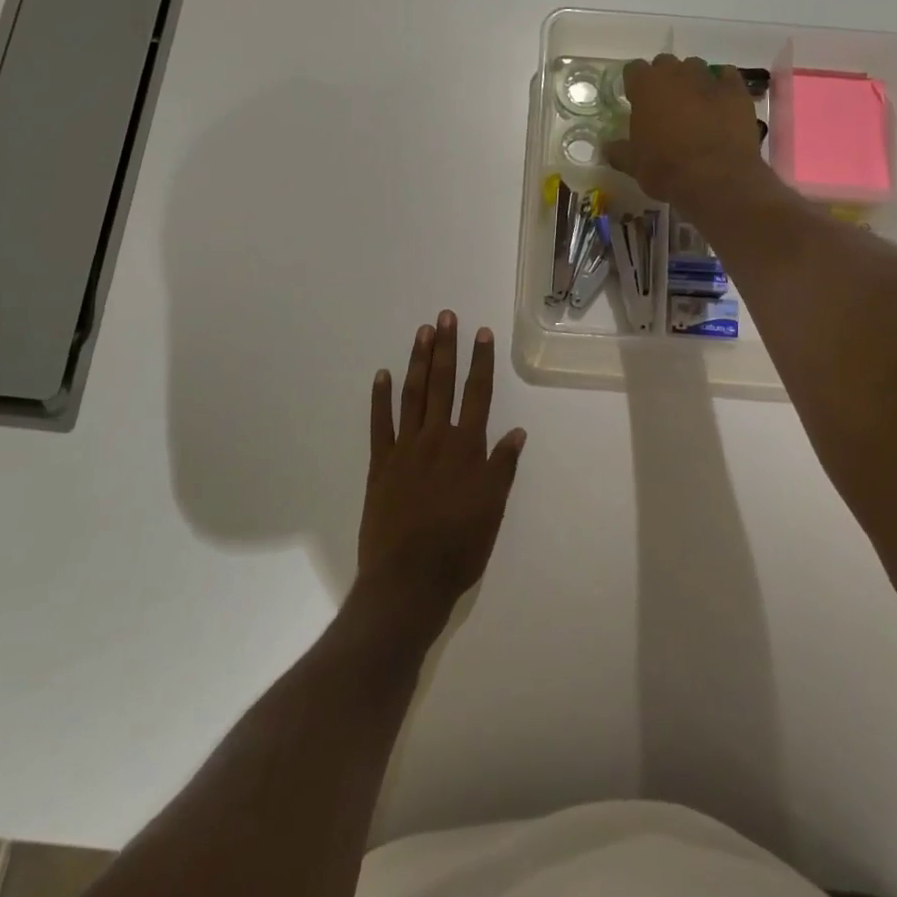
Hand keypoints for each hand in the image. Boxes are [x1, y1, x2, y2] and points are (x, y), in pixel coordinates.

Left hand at [356, 313, 525, 634]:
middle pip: (442, 384)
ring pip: (412, 395)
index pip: (477, 394)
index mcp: (467, 448)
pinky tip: (382, 374)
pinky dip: (380, 398)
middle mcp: (436, 439)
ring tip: (423, 332)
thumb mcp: (492, 509)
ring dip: (417, 361)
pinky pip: (379, 424)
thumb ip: (502, 467)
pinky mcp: (379, 464)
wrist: (407, 580)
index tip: (481, 333)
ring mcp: (404, 449)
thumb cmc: (459, 548)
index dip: (481, 362)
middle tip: (446, 316)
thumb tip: (516, 431)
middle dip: (446, 348)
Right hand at [603, 54, 761, 206]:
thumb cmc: (666, 169)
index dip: (635, 84)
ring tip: (694, 106)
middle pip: (665, 64)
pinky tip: (721, 103)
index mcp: (646, 86)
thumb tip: (607, 147)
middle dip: (664, 80)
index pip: (634, 69)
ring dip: (692, 81)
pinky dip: (722, 86)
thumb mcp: (634, 165)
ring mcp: (709, 79)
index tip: (636, 100)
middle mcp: (676, 74)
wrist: (716, 178)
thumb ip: (619, 151)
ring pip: (696, 68)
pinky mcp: (736, 91)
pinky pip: (727, 77)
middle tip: (665, 105)